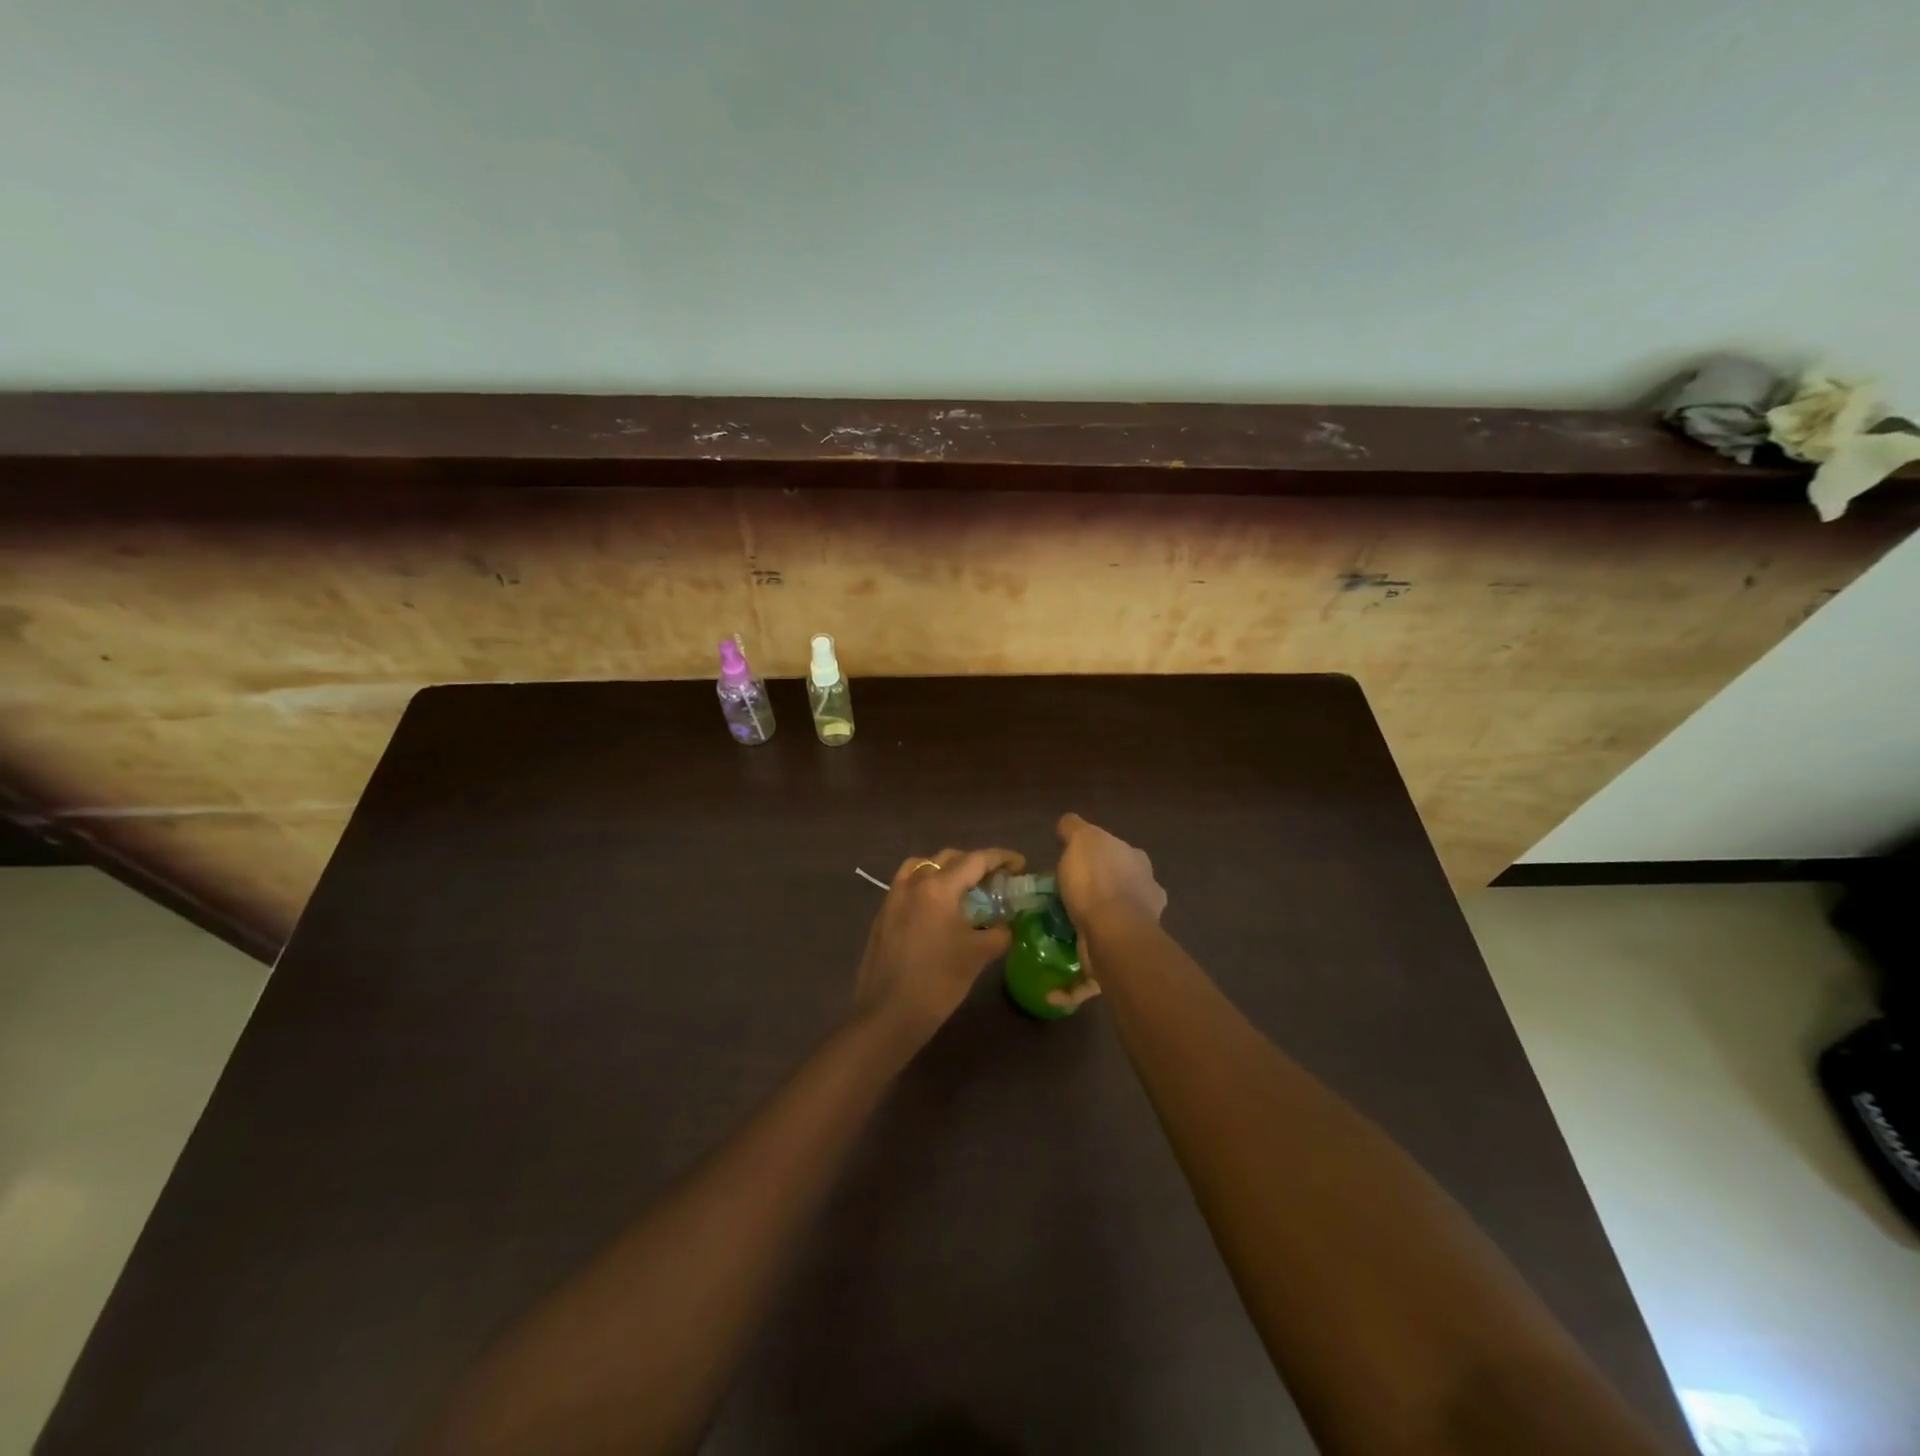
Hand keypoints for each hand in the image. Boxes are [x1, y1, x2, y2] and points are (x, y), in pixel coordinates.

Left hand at [854, 847, 1023, 1048]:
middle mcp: (913, 883)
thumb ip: (1000, 933)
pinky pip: (908, 884)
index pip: (975, 860)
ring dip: (946, 870)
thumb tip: (1006, 926)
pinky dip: (927, 884)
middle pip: (948, 858)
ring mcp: (893, 897)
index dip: (1001, 858)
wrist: (888, 1014)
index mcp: (938, 887)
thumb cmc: (938, 981)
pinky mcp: (883, 914)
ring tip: (964, 888)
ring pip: (923, 866)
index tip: (1020, 864)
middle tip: (995, 879)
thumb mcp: (978, 955)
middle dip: (974, 863)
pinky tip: (938, 908)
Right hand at [1055, 813, 1166, 929]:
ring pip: (1118, 902)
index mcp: (1134, 853)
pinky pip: (1113, 927)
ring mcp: (1145, 912)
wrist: (1113, 933)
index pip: (1109, 845)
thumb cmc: (1095, 881)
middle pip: (1117, 872)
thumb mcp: (1080, 840)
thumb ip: (1074, 827)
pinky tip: (1085, 929)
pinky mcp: (1135, 938)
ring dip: (1102, 904)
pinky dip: (1102, 927)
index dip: (1089, 851)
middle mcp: (1145, 879)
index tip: (1072, 861)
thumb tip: (1068, 824)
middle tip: (1072, 887)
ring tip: (1075, 911)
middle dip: (1099, 877)